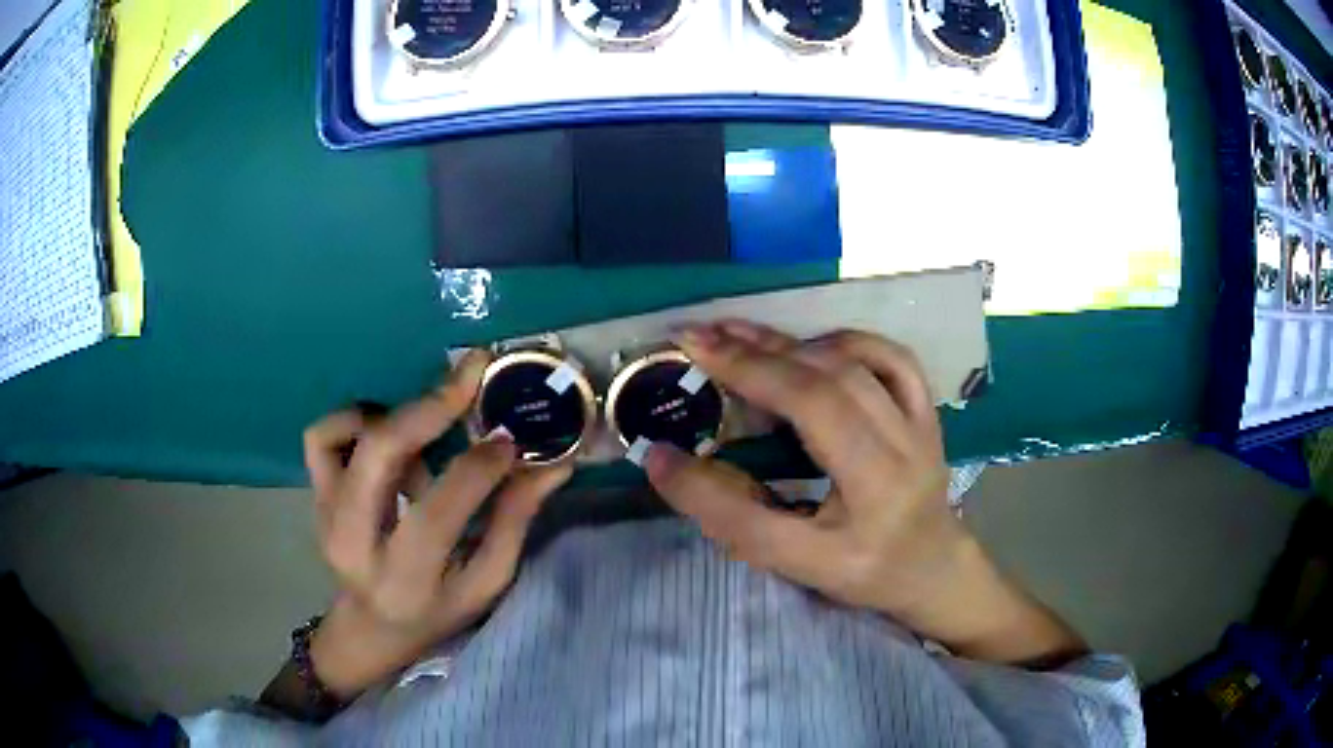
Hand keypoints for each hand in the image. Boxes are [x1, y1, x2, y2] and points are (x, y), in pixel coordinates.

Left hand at [300, 351, 570, 697]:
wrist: (372, 624)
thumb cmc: (439, 610)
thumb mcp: (486, 582)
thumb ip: (514, 521)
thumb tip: (554, 463)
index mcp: (406, 577)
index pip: (437, 512)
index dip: (477, 467)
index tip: (511, 437)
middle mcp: (354, 542)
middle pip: (378, 455)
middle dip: (428, 407)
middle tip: (470, 376)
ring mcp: (326, 514)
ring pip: (344, 433)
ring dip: (393, 416)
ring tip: (426, 430)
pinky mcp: (315, 495)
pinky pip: (321, 437)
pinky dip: (353, 419)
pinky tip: (385, 433)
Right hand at [646, 321, 1084, 667]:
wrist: (933, 569)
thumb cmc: (863, 573)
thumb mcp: (791, 561)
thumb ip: (726, 514)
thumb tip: (660, 459)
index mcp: (874, 488)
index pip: (809, 411)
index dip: (747, 373)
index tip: (689, 350)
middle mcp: (905, 446)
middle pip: (829, 377)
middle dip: (759, 350)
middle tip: (700, 335)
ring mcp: (922, 423)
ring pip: (858, 360)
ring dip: (794, 342)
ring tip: (741, 337)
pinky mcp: (928, 411)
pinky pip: (892, 357)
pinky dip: (845, 342)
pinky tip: (811, 350)